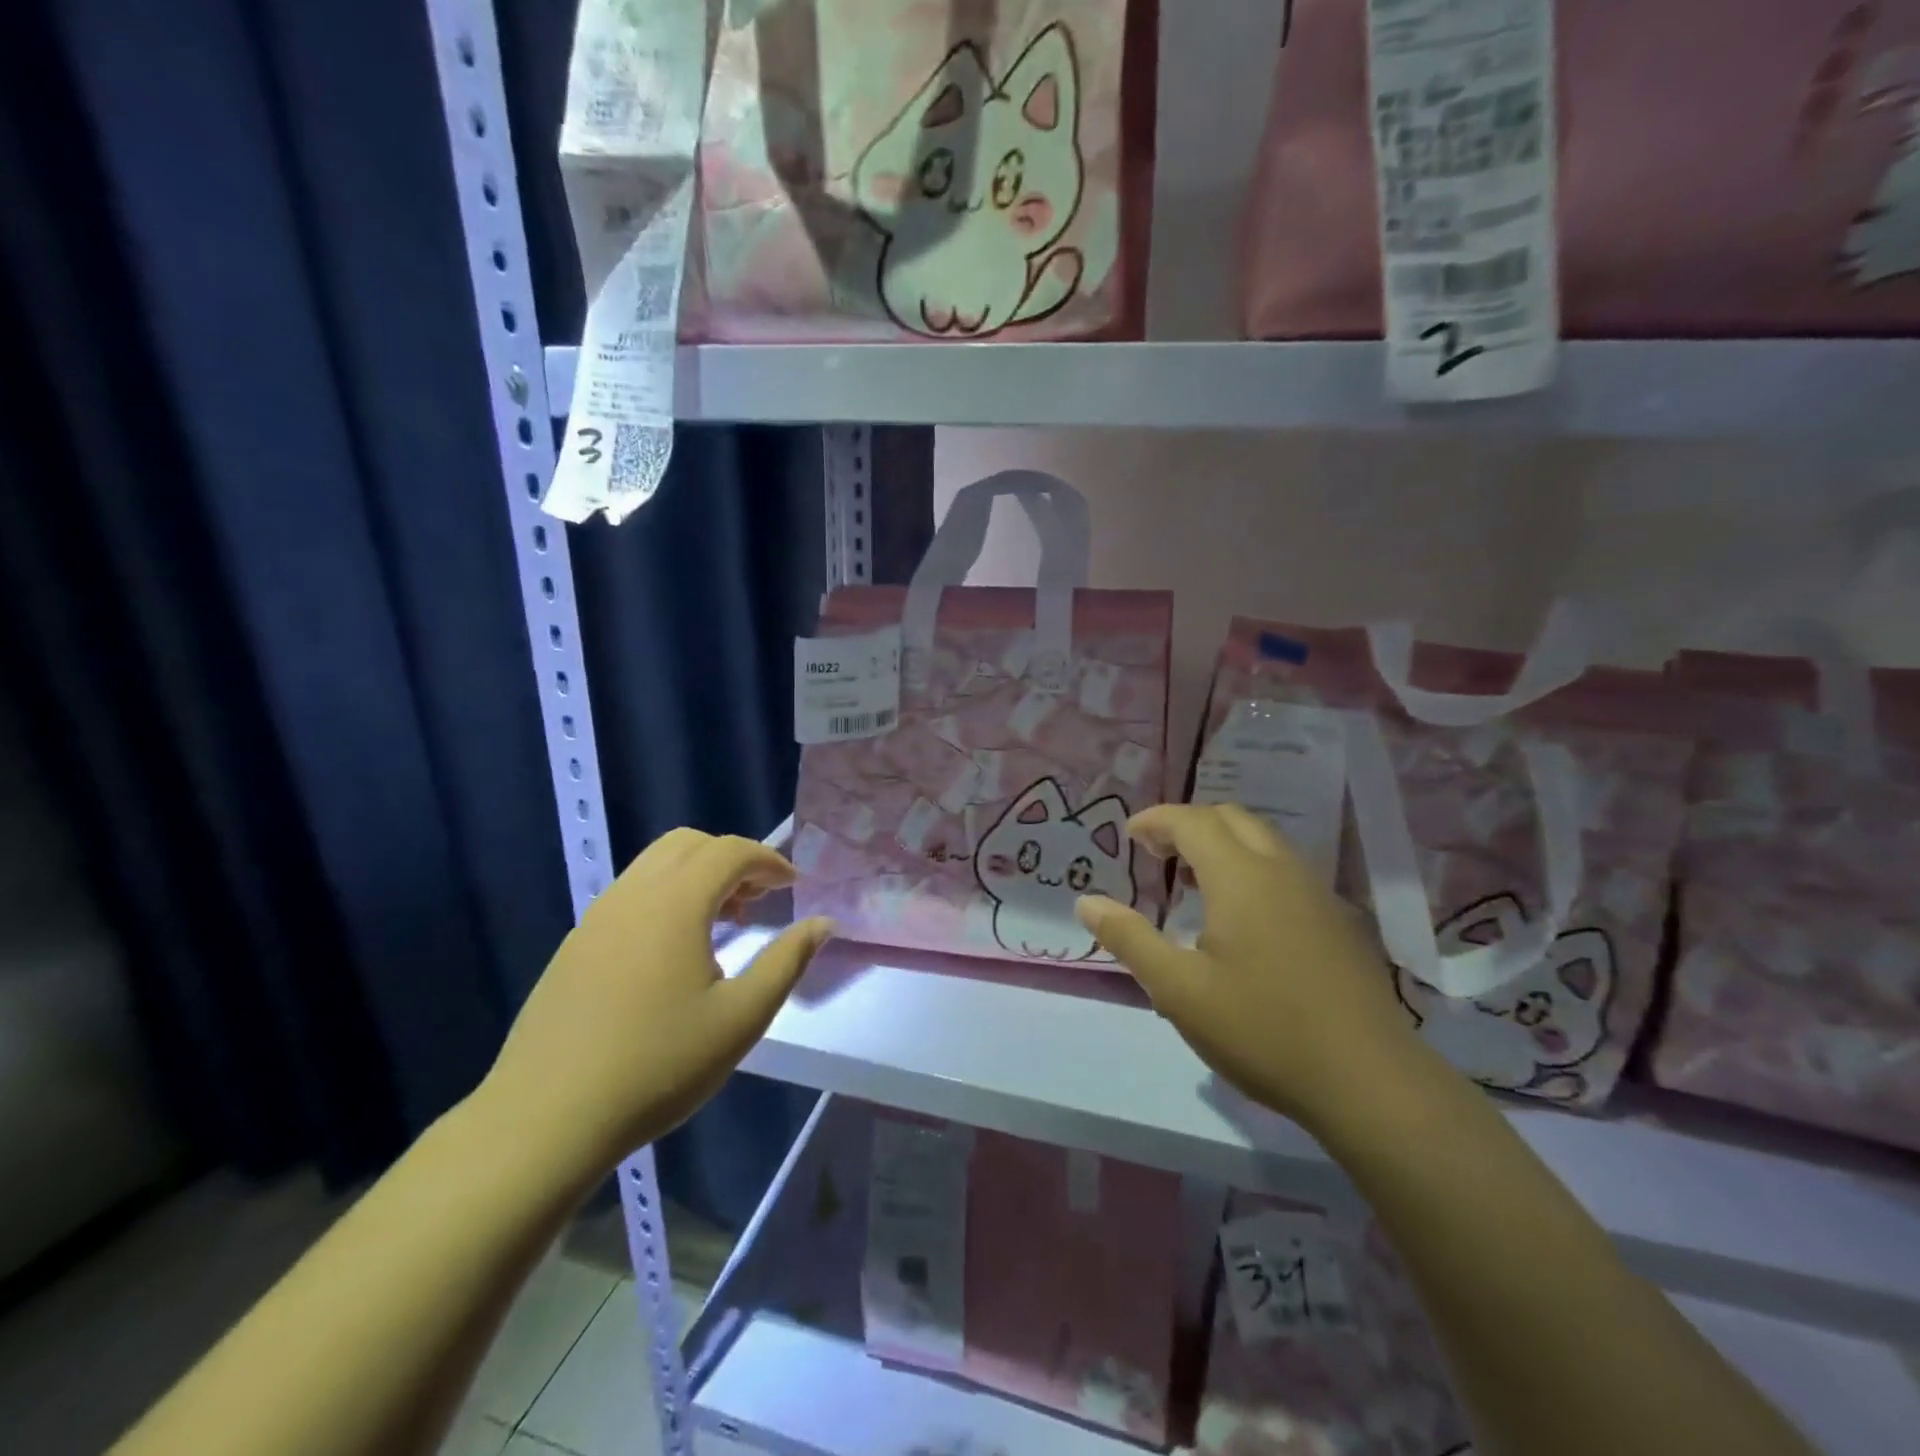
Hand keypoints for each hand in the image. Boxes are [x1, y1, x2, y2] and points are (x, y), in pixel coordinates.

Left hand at [474, 829, 834, 1182]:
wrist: (546, 1120)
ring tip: (722, 923)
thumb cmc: (658, 1065)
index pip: (729, 851)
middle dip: (732, 858)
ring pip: (655, 865)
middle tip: (758, 899)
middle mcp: (632, 895)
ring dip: (697, 875)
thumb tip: (823, 923)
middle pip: (689, 843)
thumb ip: (787, 961)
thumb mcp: (741, 1018)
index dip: (768, 860)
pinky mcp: (575, 944)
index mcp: (675, 903)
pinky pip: (630, 894)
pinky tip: (674, 951)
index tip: (792, 886)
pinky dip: (665, 896)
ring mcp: (596, 917)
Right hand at [1075, 804, 1423, 1129]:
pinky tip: (1242, 918)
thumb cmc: (1262, 1029)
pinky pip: (1286, 870)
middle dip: (1189, 824)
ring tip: (1193, 880)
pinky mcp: (1340, 922)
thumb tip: (1087, 902)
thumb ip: (1129, 939)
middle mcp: (1282, 870)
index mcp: (1241, 877)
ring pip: (1264, 842)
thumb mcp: (1179, 990)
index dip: (1156, 820)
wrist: (1370, 1081)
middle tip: (1158, 853)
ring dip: (1223, 845)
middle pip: (1232, 819)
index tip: (1129, 835)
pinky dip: (1252, 868)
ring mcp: (1318, 894)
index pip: (1192, 821)